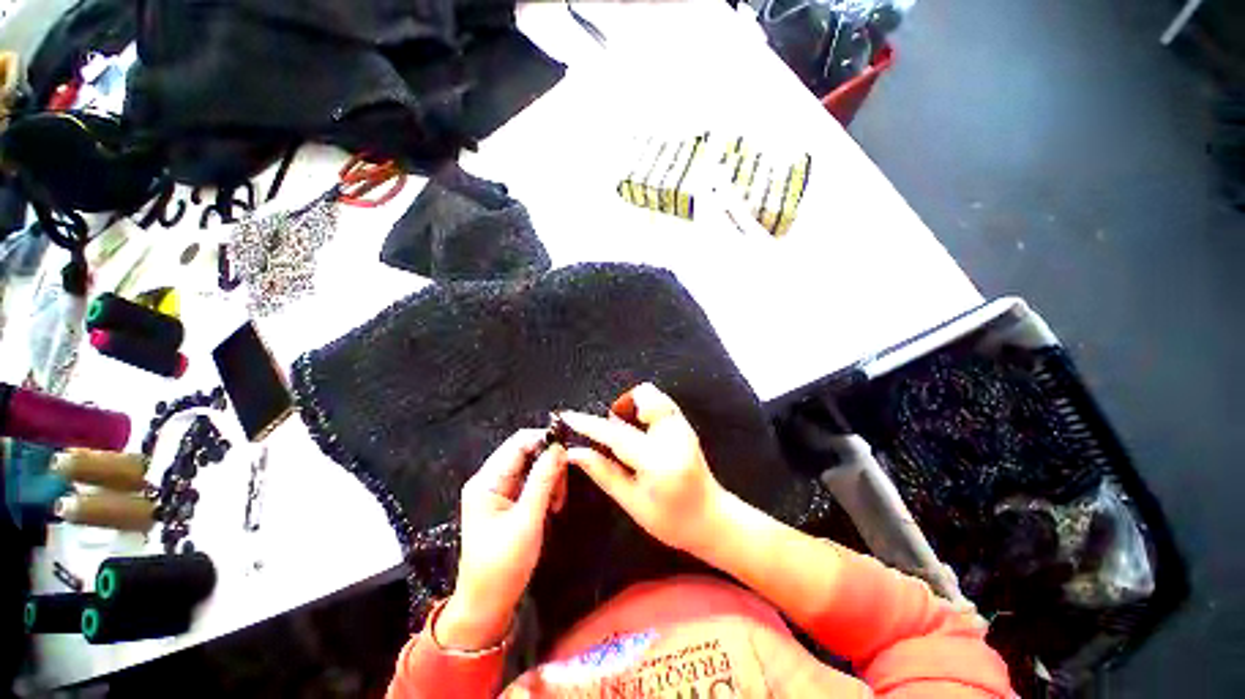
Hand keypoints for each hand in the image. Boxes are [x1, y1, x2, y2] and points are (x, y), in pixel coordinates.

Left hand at [438, 430, 567, 650]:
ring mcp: (500, 491)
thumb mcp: (527, 520)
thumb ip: (543, 480)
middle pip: (528, 452)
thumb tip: (559, 447)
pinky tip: (553, 507)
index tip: (568, 453)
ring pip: (534, 467)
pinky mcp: (510, 501)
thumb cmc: (503, 564)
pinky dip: (547, 490)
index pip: (519, 442)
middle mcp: (492, 479)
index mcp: (487, 480)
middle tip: (562, 488)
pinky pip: (534, 483)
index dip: (544, 440)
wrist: (487, 605)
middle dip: (550, 464)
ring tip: (557, 503)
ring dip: (551, 479)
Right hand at [560, 383, 724, 556]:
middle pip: (642, 398)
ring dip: (633, 405)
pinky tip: (641, 428)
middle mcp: (673, 436)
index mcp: (657, 461)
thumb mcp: (631, 502)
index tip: (568, 415)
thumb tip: (574, 453)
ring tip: (628, 429)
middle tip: (612, 431)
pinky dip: (645, 406)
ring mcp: (683, 426)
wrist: (711, 518)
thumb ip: (603, 472)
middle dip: (619, 408)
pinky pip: (660, 400)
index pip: (617, 434)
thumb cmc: (670, 520)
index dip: (590, 424)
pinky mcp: (686, 423)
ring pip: (652, 394)